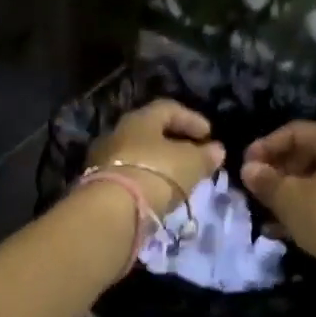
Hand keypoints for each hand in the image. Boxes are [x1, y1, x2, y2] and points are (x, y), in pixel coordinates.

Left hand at [88, 99, 225, 216]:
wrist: (113, 208)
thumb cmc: (156, 173)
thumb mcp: (190, 163)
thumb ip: (205, 155)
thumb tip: (216, 150)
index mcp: (140, 118)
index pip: (168, 109)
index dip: (191, 119)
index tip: (209, 135)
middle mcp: (118, 132)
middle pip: (150, 131)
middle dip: (174, 141)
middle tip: (194, 155)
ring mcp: (104, 158)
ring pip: (138, 153)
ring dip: (159, 162)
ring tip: (179, 176)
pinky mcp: (99, 183)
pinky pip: (129, 173)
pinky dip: (146, 178)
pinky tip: (159, 191)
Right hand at [240, 121, 315, 316]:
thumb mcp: (290, 201)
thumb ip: (266, 180)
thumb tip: (249, 169)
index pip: (295, 131)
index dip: (265, 147)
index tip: (244, 167)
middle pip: (315, 151)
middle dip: (283, 171)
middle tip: (258, 190)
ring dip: (299, 190)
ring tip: (272, 212)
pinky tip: (298, 225)